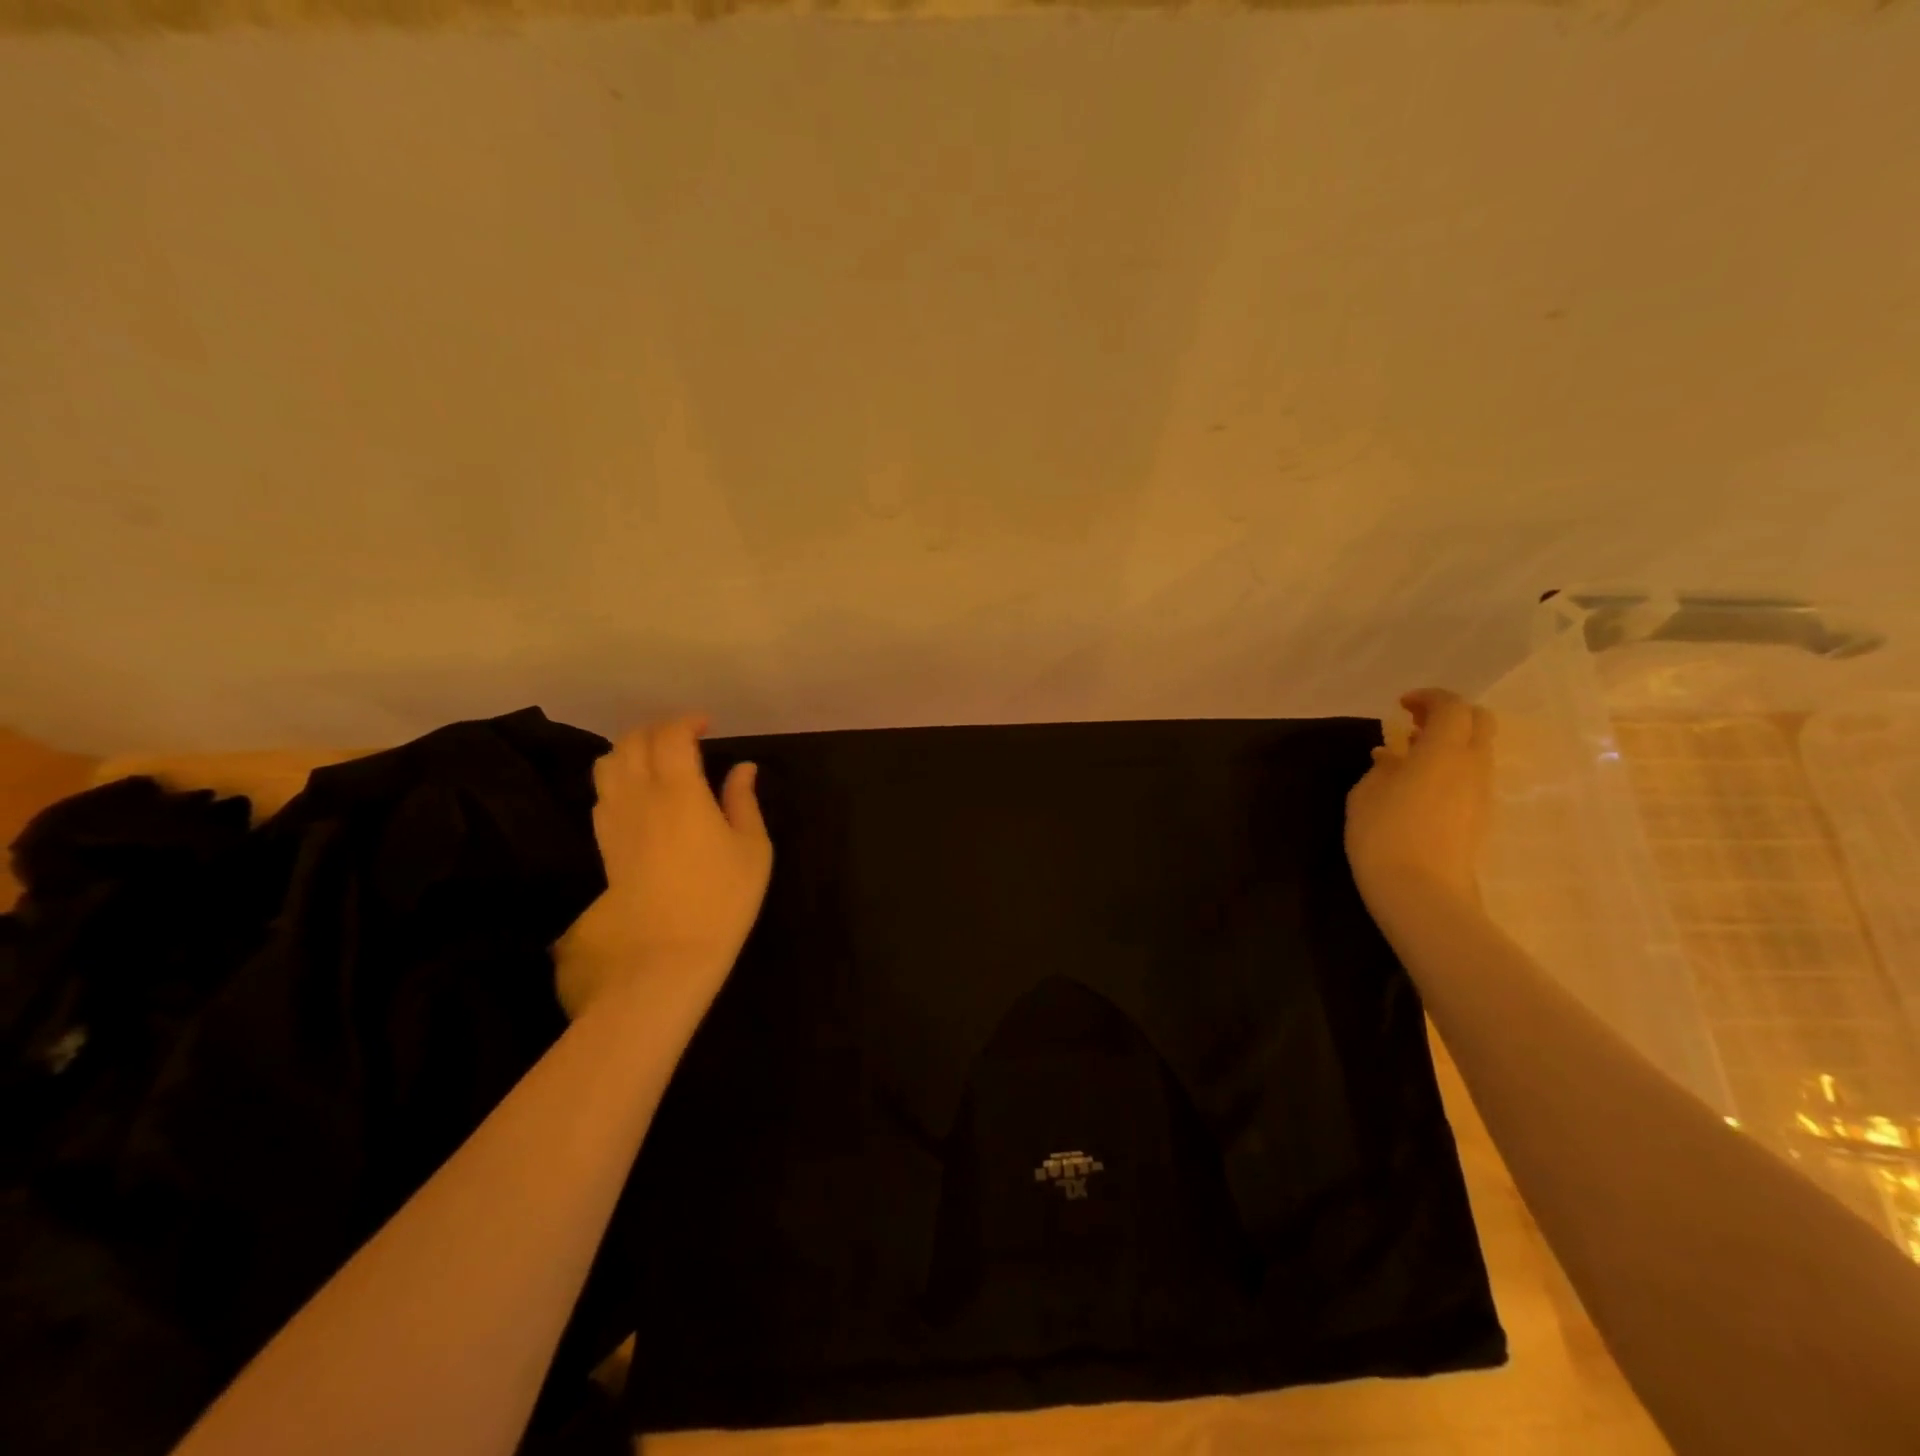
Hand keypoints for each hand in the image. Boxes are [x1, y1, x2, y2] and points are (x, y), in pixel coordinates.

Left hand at [553, 714, 771, 1019]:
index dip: (687, 721)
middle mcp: (641, 796)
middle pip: (633, 741)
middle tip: (686, 737)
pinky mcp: (605, 843)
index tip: (708, 725)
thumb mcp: (753, 848)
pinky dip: (619, 777)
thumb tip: (743, 768)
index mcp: (680, 792)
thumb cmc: (722, 899)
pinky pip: (603, 793)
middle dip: (659, 728)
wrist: (668, 954)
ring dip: (633, 748)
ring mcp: (616, 820)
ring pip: (609, 763)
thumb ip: (744, 801)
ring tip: (659, 758)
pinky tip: (640, 792)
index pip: (671, 736)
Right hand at [1345, 688, 1493, 906]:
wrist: (1421, 892)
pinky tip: (1418, 785)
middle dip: (1450, 714)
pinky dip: (1451, 767)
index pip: (1452, 707)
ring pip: (1478, 751)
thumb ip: (1382, 767)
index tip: (1401, 705)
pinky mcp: (1480, 816)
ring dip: (1450, 743)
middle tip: (1415, 722)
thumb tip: (1391, 756)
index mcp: (1443, 751)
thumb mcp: (1366, 793)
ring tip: (1411, 756)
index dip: (1429, 698)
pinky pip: (1472, 777)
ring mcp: (1482, 793)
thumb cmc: (1383, 834)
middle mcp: (1472, 765)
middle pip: (1479, 722)